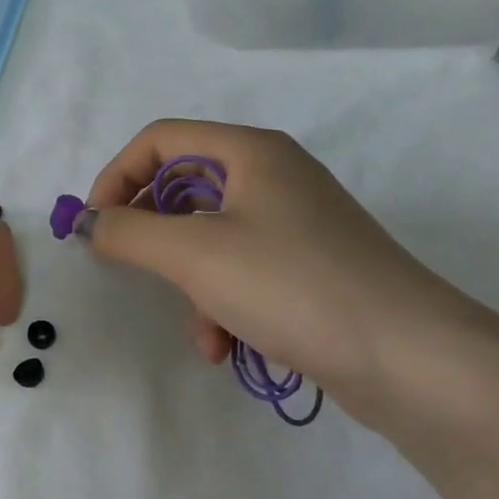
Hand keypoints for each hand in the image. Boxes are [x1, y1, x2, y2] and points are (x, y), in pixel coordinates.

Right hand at [83, 119, 471, 398]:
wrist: (410, 358)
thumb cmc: (291, 285)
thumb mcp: (193, 254)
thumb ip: (127, 232)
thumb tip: (88, 223)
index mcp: (250, 153)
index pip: (159, 140)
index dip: (116, 176)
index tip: (92, 226)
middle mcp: (273, 178)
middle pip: (183, 188)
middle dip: (152, 235)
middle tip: (128, 267)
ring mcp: (295, 224)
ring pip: (209, 238)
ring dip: (187, 283)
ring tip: (198, 329)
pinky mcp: (308, 268)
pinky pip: (241, 272)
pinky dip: (221, 304)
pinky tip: (224, 346)